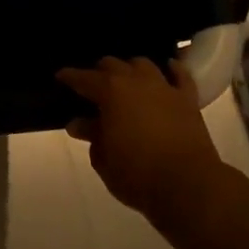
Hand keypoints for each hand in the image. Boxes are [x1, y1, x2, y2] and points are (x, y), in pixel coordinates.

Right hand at [57, 57, 222, 223]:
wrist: (188, 185)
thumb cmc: (137, 174)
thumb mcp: (103, 159)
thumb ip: (91, 136)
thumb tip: (78, 123)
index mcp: (110, 92)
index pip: (83, 78)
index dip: (69, 77)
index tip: (60, 77)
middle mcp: (136, 80)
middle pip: (112, 64)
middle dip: (99, 71)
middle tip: (92, 86)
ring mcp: (164, 87)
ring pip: (143, 63)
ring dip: (130, 68)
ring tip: (125, 79)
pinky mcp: (188, 99)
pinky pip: (180, 74)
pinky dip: (172, 69)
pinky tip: (167, 68)